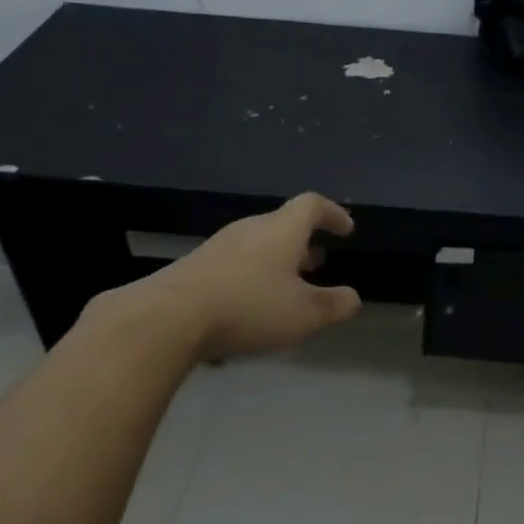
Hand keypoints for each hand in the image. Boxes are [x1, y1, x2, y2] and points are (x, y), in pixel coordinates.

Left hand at [127, 192, 362, 359]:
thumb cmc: (249, 307)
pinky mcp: (197, 266)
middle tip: (319, 262)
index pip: (312, 206)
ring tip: (290, 286)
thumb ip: (335, 305)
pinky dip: (256, 275)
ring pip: (259, 244)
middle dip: (304, 242)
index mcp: (281, 231)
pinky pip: (238, 263)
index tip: (346, 230)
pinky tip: (254, 304)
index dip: (333, 214)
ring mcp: (220, 246)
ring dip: (279, 260)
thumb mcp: (305, 314)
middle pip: (283, 225)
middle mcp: (250, 230)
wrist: (170, 317)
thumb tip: (353, 298)